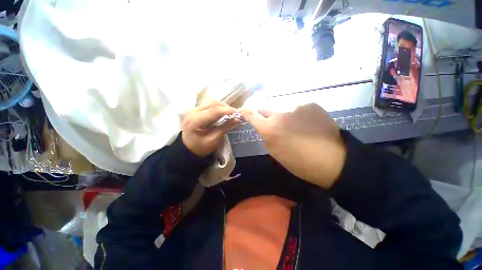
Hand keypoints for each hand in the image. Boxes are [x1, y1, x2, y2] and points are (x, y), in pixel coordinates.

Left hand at [182, 101, 239, 156]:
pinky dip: (218, 107)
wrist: (188, 149)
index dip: (227, 110)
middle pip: (212, 103)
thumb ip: (225, 128)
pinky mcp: (195, 110)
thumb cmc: (201, 148)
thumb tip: (237, 119)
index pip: (213, 111)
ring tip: (230, 113)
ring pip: (211, 102)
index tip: (238, 112)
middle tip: (235, 113)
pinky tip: (223, 112)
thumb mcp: (214, 140)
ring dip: (222, 106)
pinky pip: (209, 105)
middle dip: (226, 107)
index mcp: (195, 121)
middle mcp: (192, 112)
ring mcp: (192, 110)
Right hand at [240, 103, 345, 188]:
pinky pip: (299, 109)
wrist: (332, 160)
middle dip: (268, 117)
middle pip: (266, 110)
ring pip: (284, 110)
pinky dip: (300, 115)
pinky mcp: (310, 104)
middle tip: (277, 126)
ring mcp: (295, 107)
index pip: (252, 116)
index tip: (242, 110)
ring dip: (286, 117)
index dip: (246, 113)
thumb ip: (266, 136)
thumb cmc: (298, 162)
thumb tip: (264, 127)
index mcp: (269, 129)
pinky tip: (310, 125)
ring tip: (299, 128)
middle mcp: (279, 114)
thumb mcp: (275, 152)